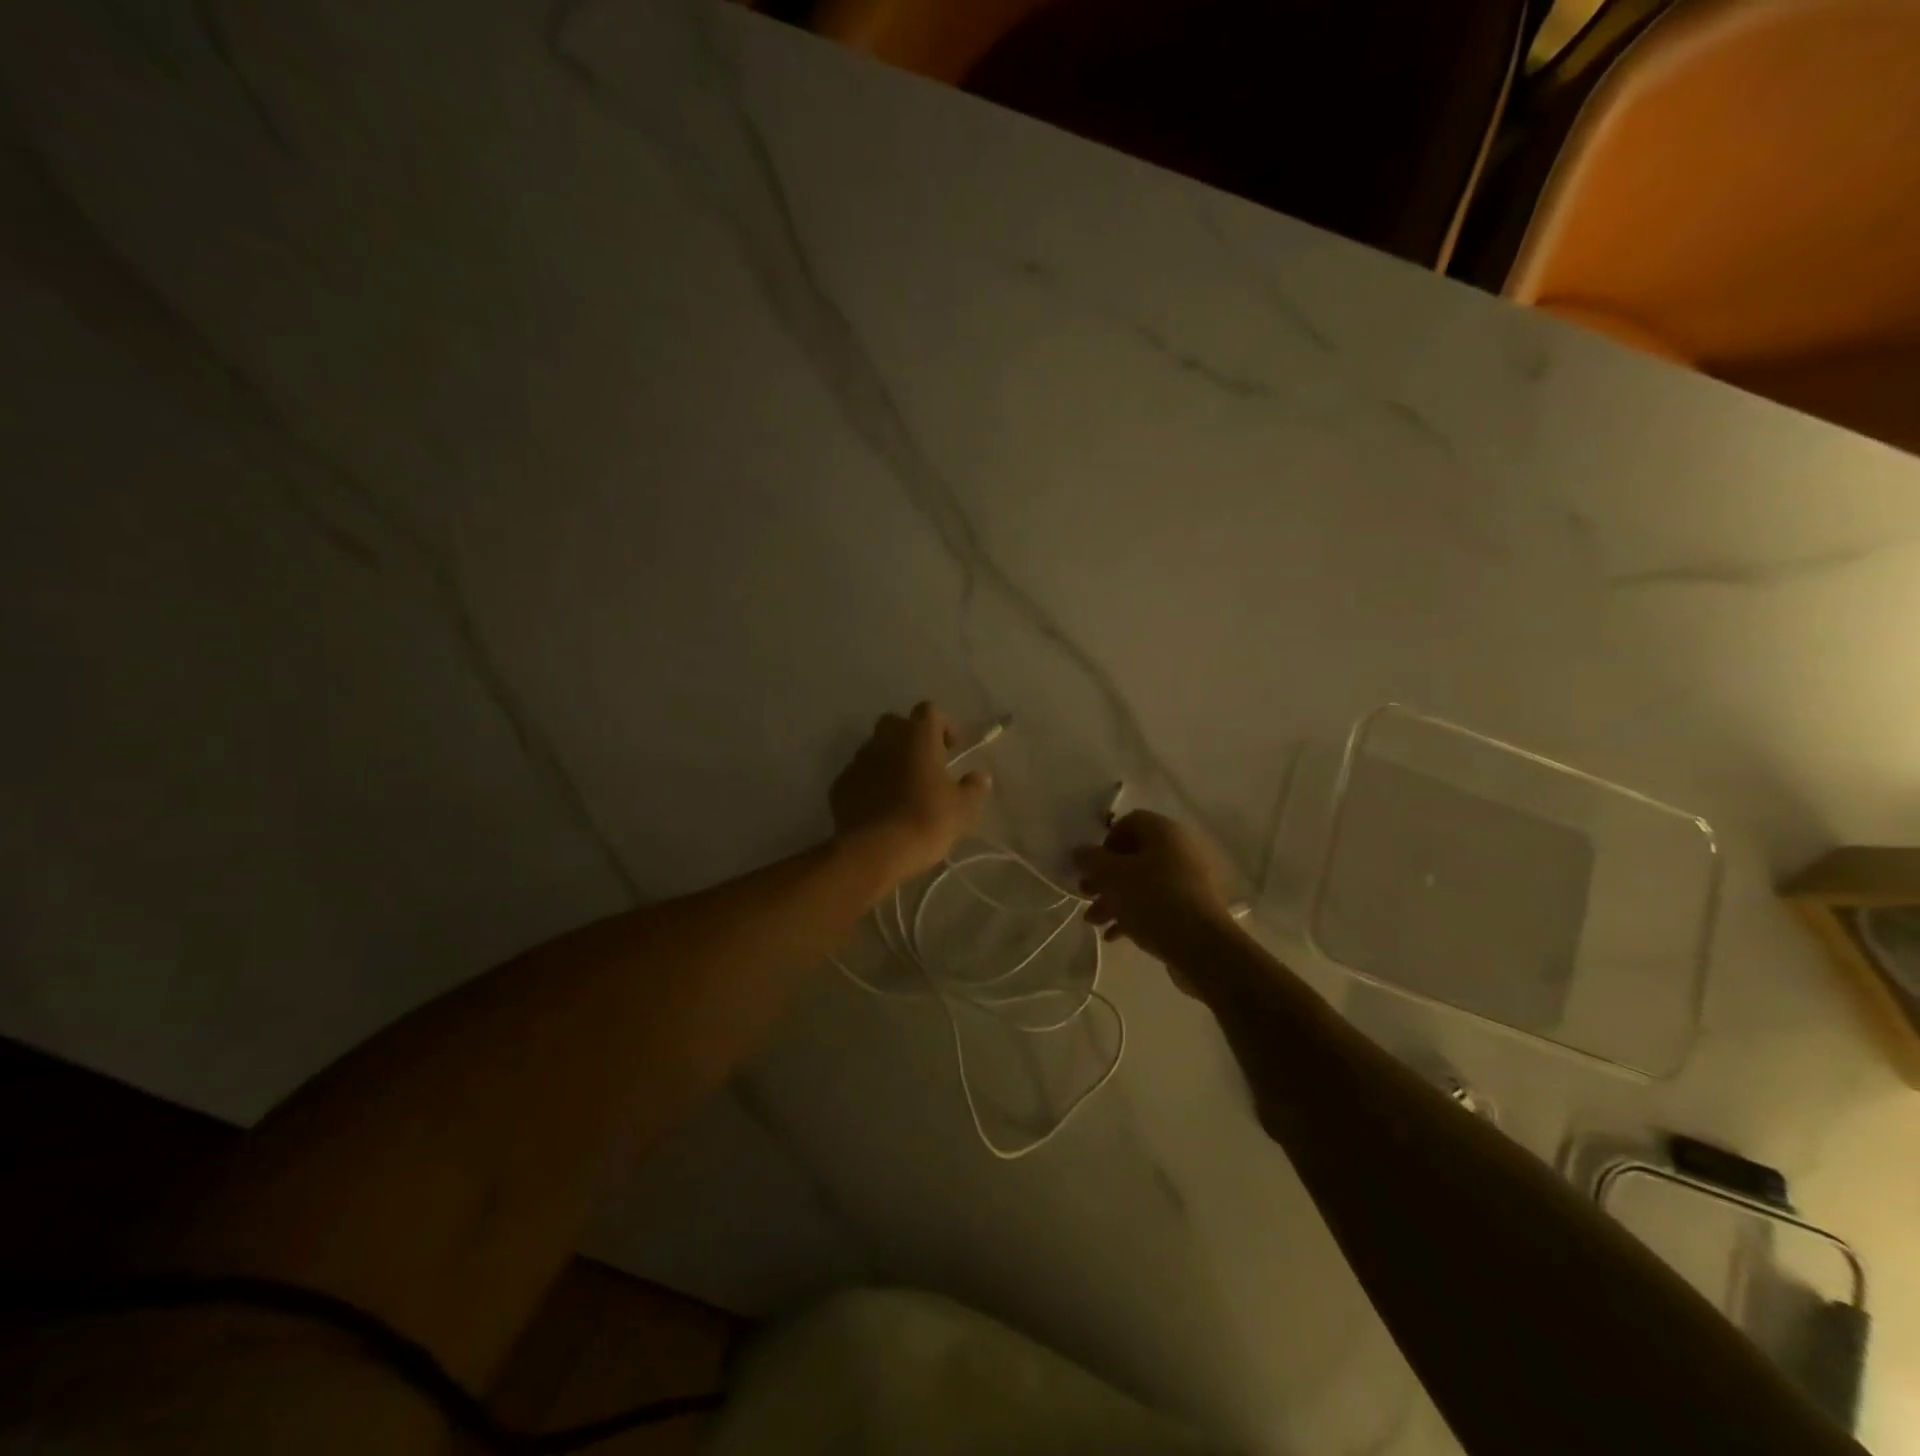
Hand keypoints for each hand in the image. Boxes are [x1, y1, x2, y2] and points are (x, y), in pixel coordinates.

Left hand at [831, 701, 990, 882]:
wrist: (876, 850)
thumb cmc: (926, 820)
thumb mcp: (962, 808)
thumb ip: (972, 787)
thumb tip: (980, 777)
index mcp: (917, 736)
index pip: (928, 711)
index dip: (941, 725)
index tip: (950, 748)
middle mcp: (884, 740)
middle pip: (895, 723)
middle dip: (909, 737)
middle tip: (923, 764)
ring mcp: (858, 761)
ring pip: (873, 748)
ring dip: (887, 760)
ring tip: (900, 788)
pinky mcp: (840, 785)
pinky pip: (857, 775)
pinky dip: (868, 783)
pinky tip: (878, 807)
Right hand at [1073, 811, 1237, 973]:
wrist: (1202, 946)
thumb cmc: (1153, 900)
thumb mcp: (1112, 877)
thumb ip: (1091, 860)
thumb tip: (1079, 852)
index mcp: (1164, 832)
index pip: (1129, 822)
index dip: (1105, 841)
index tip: (1092, 866)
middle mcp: (1181, 849)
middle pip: (1134, 855)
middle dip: (1105, 877)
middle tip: (1086, 894)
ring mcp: (1190, 880)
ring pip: (1143, 882)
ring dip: (1114, 899)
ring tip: (1094, 921)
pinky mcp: (1193, 908)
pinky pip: (1158, 903)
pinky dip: (1134, 914)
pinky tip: (1114, 935)